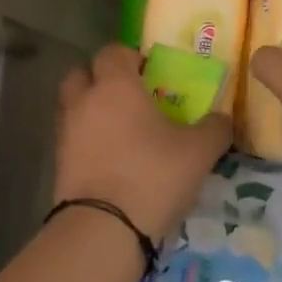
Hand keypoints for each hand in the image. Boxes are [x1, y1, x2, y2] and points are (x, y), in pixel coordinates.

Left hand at [54, 45, 232, 243]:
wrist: (103, 230)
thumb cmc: (152, 176)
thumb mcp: (199, 152)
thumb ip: (215, 128)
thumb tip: (222, 119)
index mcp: (115, 86)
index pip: (113, 51)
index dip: (131, 57)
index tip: (152, 73)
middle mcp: (84, 102)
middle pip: (82, 74)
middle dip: (102, 80)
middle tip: (131, 98)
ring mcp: (66, 134)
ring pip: (74, 108)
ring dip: (93, 112)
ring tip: (123, 133)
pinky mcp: (59, 165)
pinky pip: (73, 139)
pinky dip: (88, 142)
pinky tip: (113, 160)